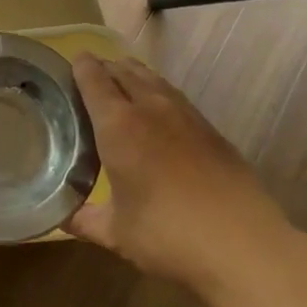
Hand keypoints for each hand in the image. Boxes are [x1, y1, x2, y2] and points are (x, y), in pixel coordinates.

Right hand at [68, 53, 292, 293]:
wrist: (243, 245)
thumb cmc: (168, 235)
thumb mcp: (117, 233)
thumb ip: (85, 220)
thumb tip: (63, 217)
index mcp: (119, 126)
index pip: (95, 81)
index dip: (82, 67)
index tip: (73, 61)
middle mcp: (151, 109)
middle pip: (125, 72)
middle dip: (107, 67)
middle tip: (92, 73)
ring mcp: (186, 116)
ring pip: (154, 80)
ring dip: (135, 75)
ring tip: (123, 79)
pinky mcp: (212, 130)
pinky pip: (176, 97)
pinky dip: (159, 92)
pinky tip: (159, 109)